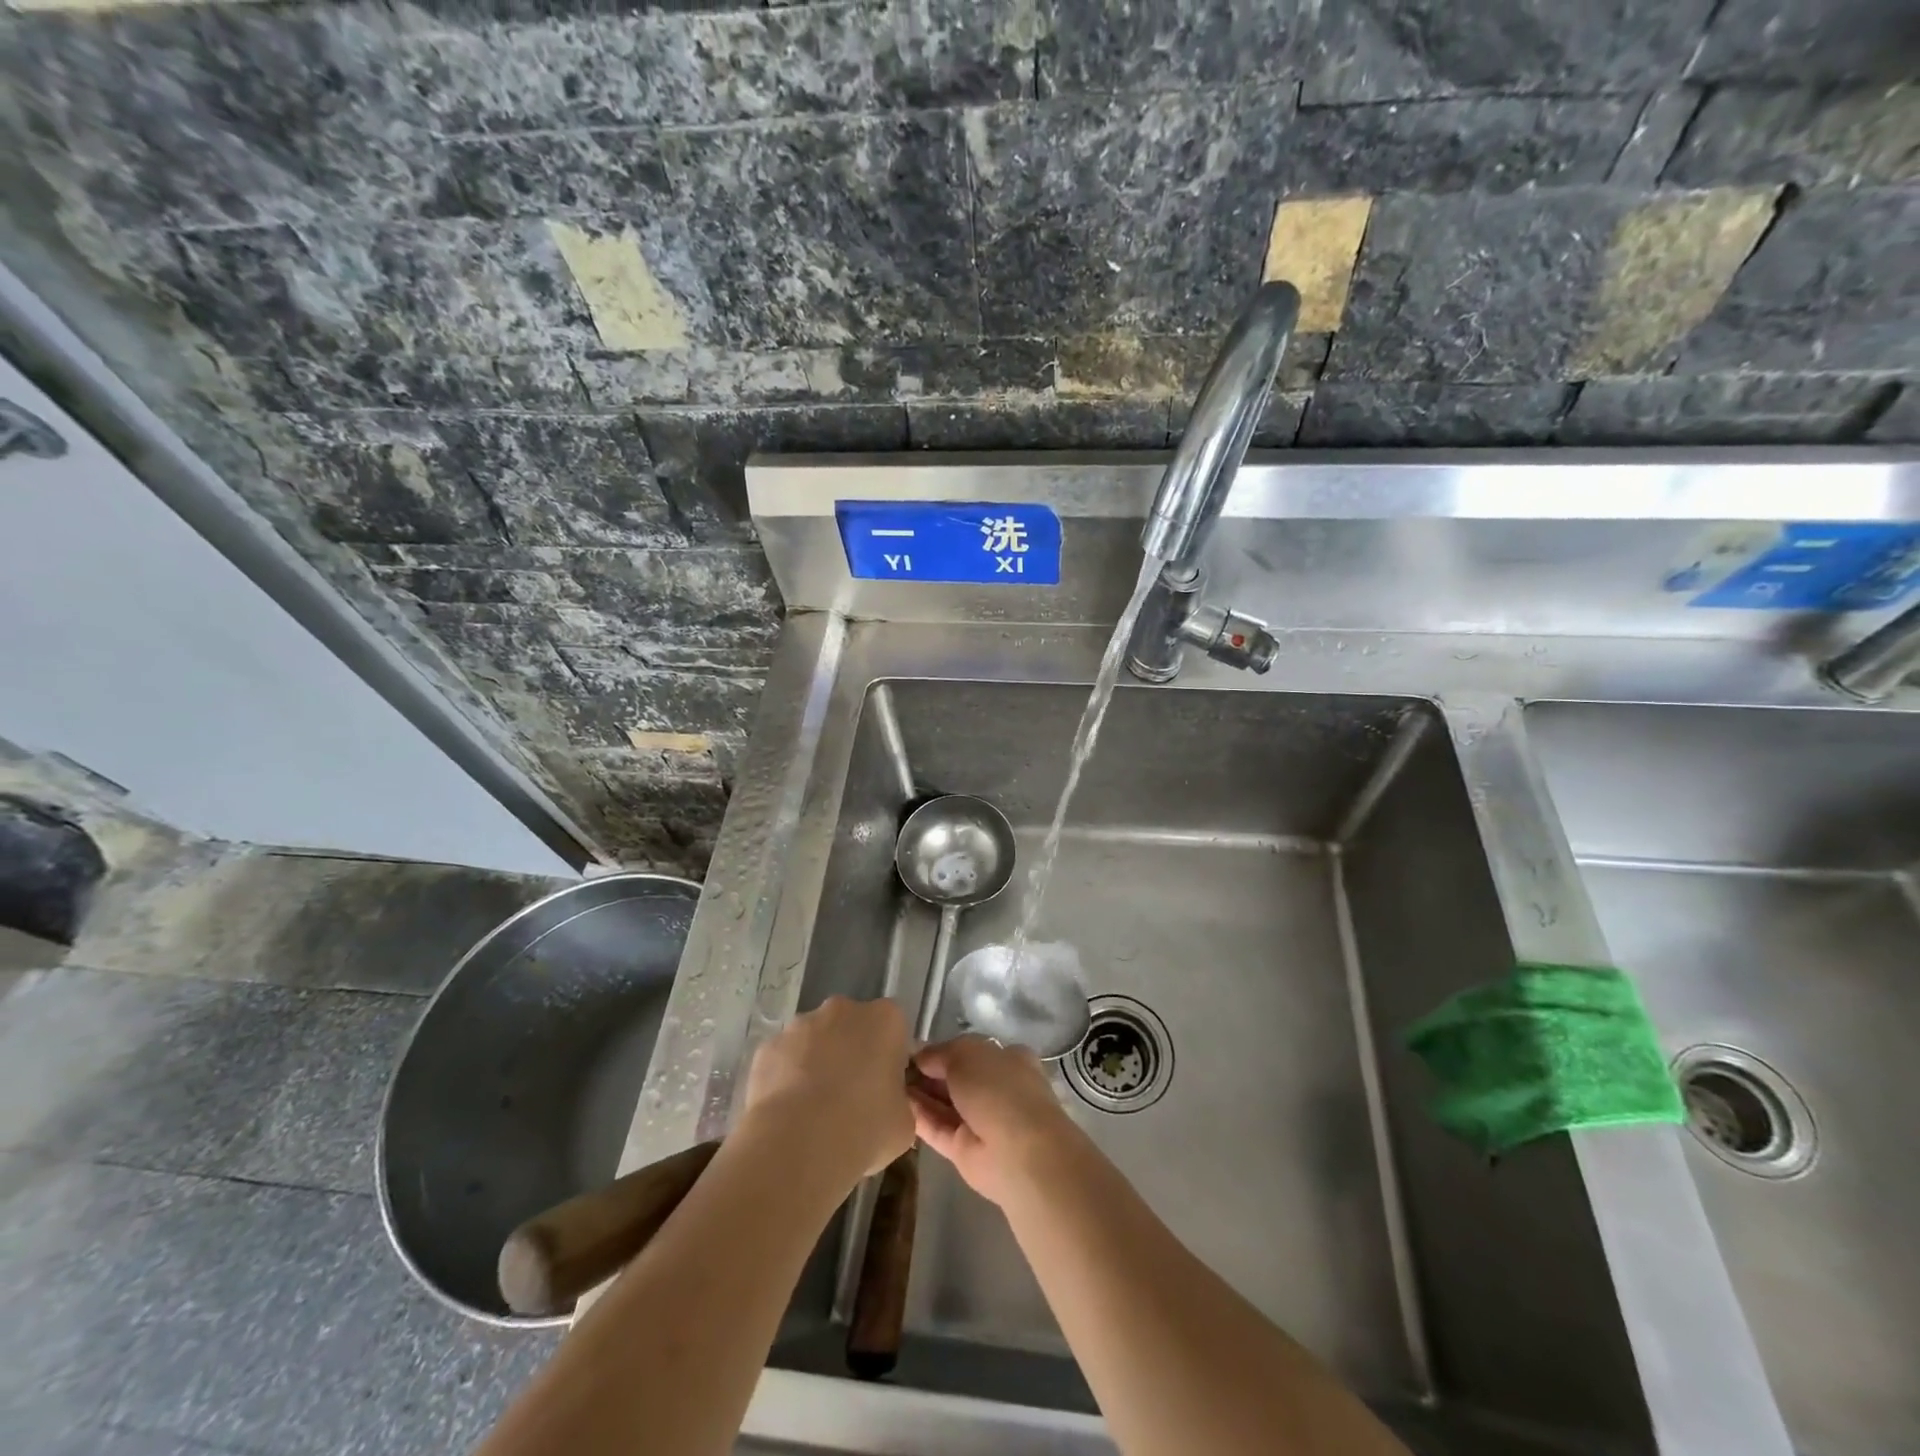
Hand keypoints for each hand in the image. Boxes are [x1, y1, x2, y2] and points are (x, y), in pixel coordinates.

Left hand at [741, 996, 913, 1184]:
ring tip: (814, 1110)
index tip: (884, 1088)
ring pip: (815, 1040)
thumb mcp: (903, 1123)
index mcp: (885, 1019)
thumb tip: (885, 1104)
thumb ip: (898, 1101)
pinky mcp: (768, 1046)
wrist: (798, 1145)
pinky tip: (788, 1113)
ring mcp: (800, 1024)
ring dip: (817, 1063)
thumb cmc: (865, 1129)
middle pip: (852, 1026)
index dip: (889, 1058)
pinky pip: (784, 1059)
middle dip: (851, 1052)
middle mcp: (843, 1009)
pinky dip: (786, 1078)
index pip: (893, 1029)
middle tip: (851, 1097)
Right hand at [908, 1036, 1080, 1205]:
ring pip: (945, 1104)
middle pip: (956, 1078)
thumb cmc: (998, 1088)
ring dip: (920, 1094)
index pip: (971, 1051)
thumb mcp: (966, 1053)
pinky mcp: (965, 1150)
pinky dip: (919, 1117)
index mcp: (1008, 1060)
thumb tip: (920, 1056)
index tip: (913, 1050)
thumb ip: (940, 1052)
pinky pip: (938, 1128)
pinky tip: (895, 1104)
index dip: (943, 1050)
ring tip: (888, 1083)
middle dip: (928, 1072)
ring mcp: (981, 1121)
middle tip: (894, 1066)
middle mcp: (996, 1089)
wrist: (1018, 1152)